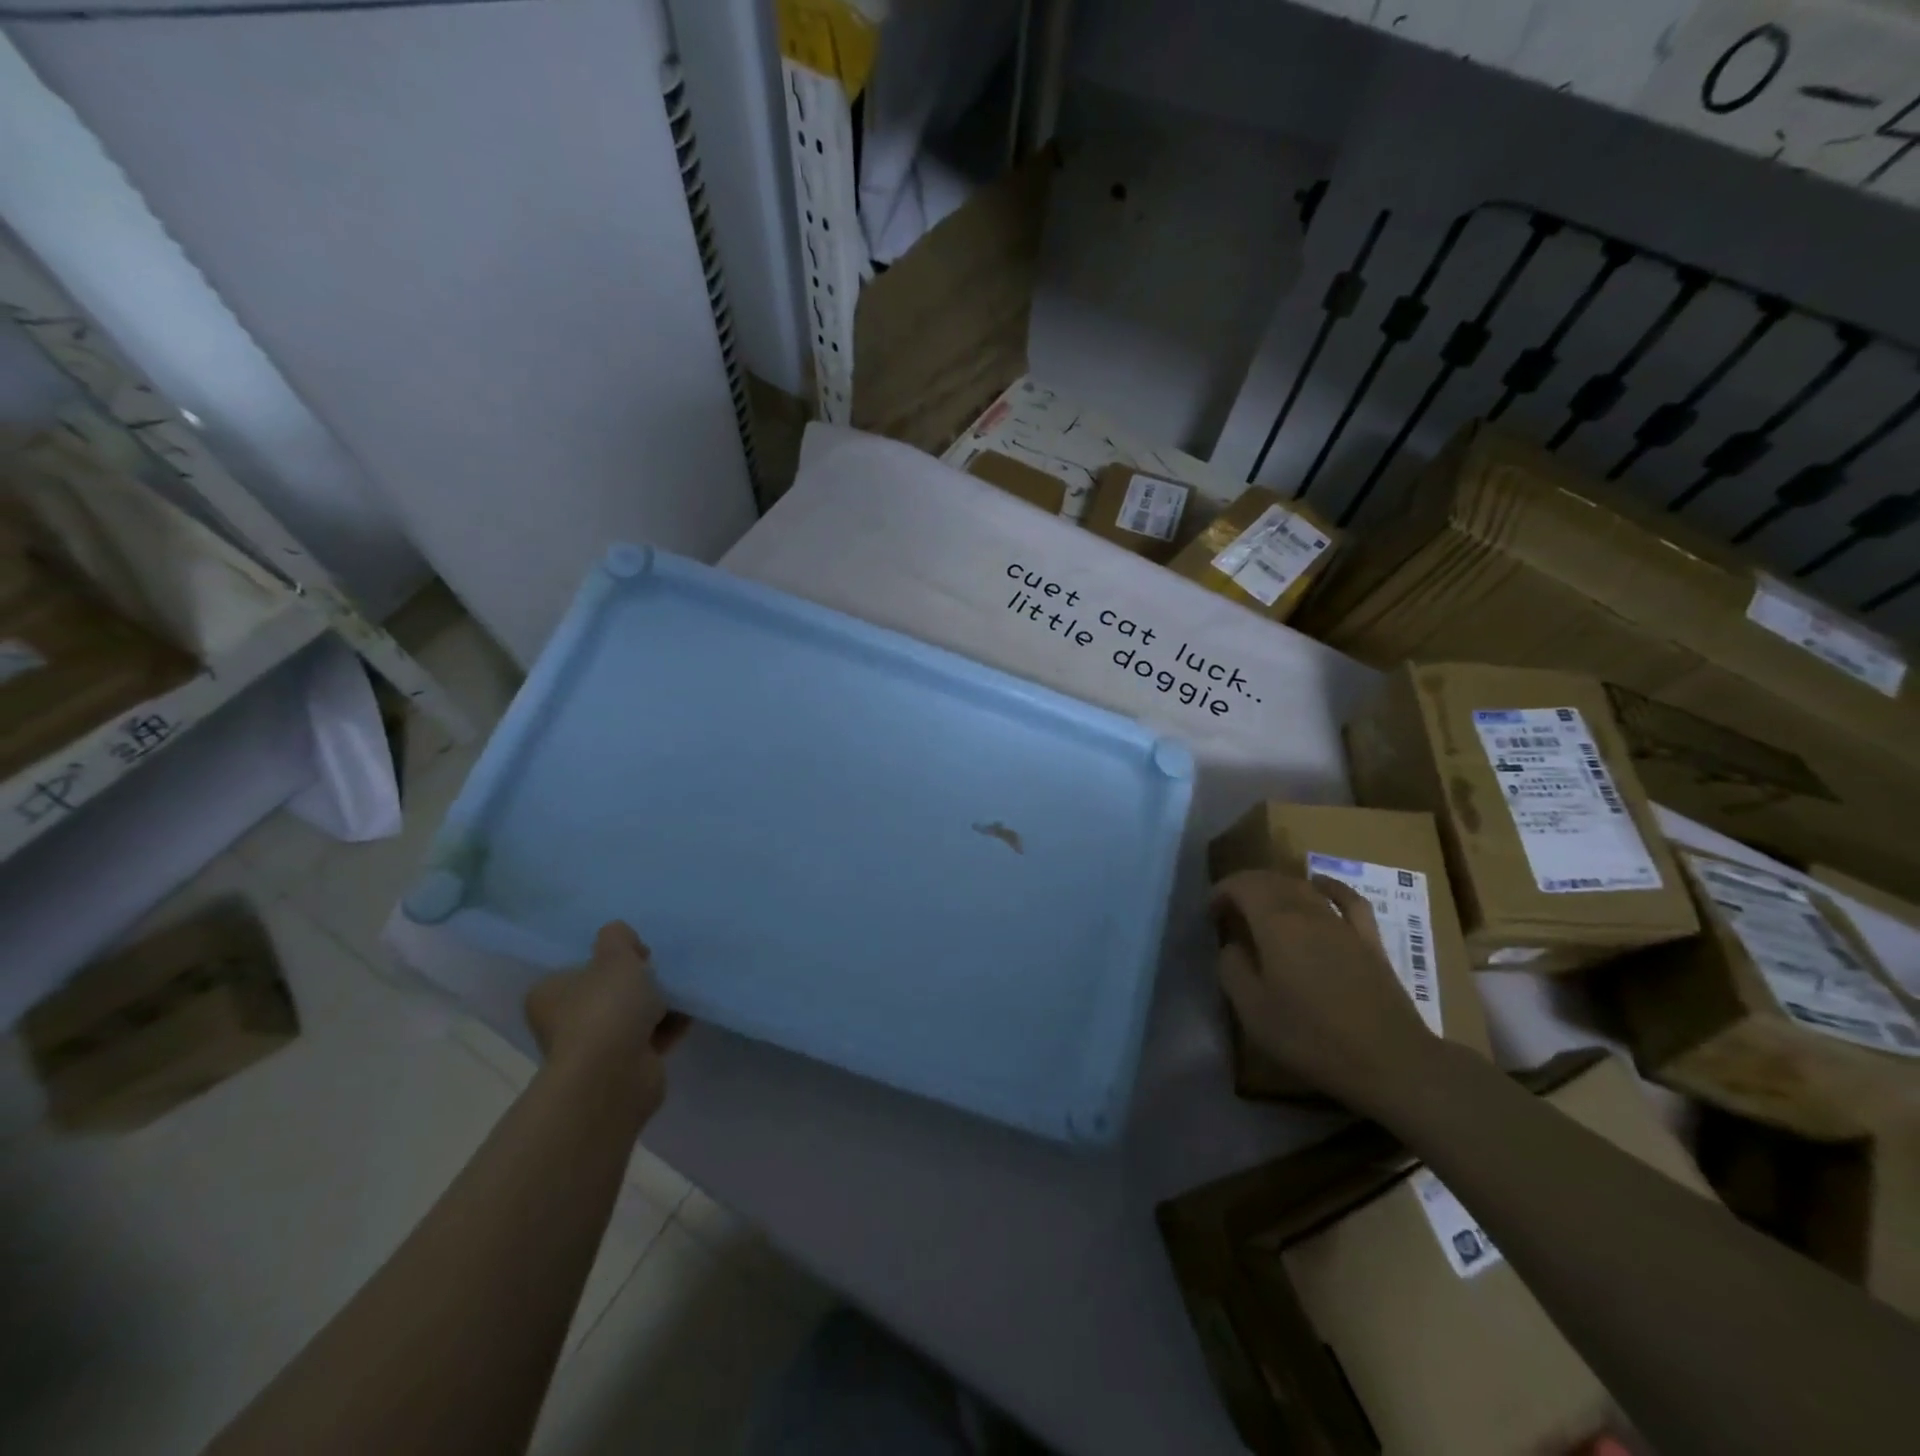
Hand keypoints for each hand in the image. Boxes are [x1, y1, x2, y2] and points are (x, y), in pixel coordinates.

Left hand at [525, 922, 688, 1116]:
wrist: (614, 1074)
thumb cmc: (605, 1008)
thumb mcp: (615, 955)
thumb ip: (617, 937)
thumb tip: (622, 941)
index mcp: (549, 995)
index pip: (578, 968)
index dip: (609, 957)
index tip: (638, 953)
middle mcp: (564, 1023)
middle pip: (607, 992)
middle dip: (637, 982)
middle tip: (659, 971)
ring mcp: (593, 1049)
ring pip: (630, 1016)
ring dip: (657, 1005)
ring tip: (680, 990)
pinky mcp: (622, 1068)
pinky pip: (650, 1038)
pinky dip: (668, 1027)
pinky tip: (689, 1013)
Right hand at [1213, 870, 1437, 1113]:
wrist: (1391, 1061)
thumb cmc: (1312, 1037)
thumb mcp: (1253, 1011)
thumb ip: (1232, 970)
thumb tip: (1231, 946)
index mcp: (1275, 924)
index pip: (1242, 885)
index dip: (1221, 891)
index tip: (1209, 913)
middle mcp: (1308, 911)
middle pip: (1272, 880)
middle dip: (1245, 887)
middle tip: (1229, 911)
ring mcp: (1342, 923)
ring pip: (1304, 886)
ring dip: (1277, 887)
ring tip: (1262, 904)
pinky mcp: (1369, 940)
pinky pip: (1347, 899)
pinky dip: (1328, 886)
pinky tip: (1319, 885)